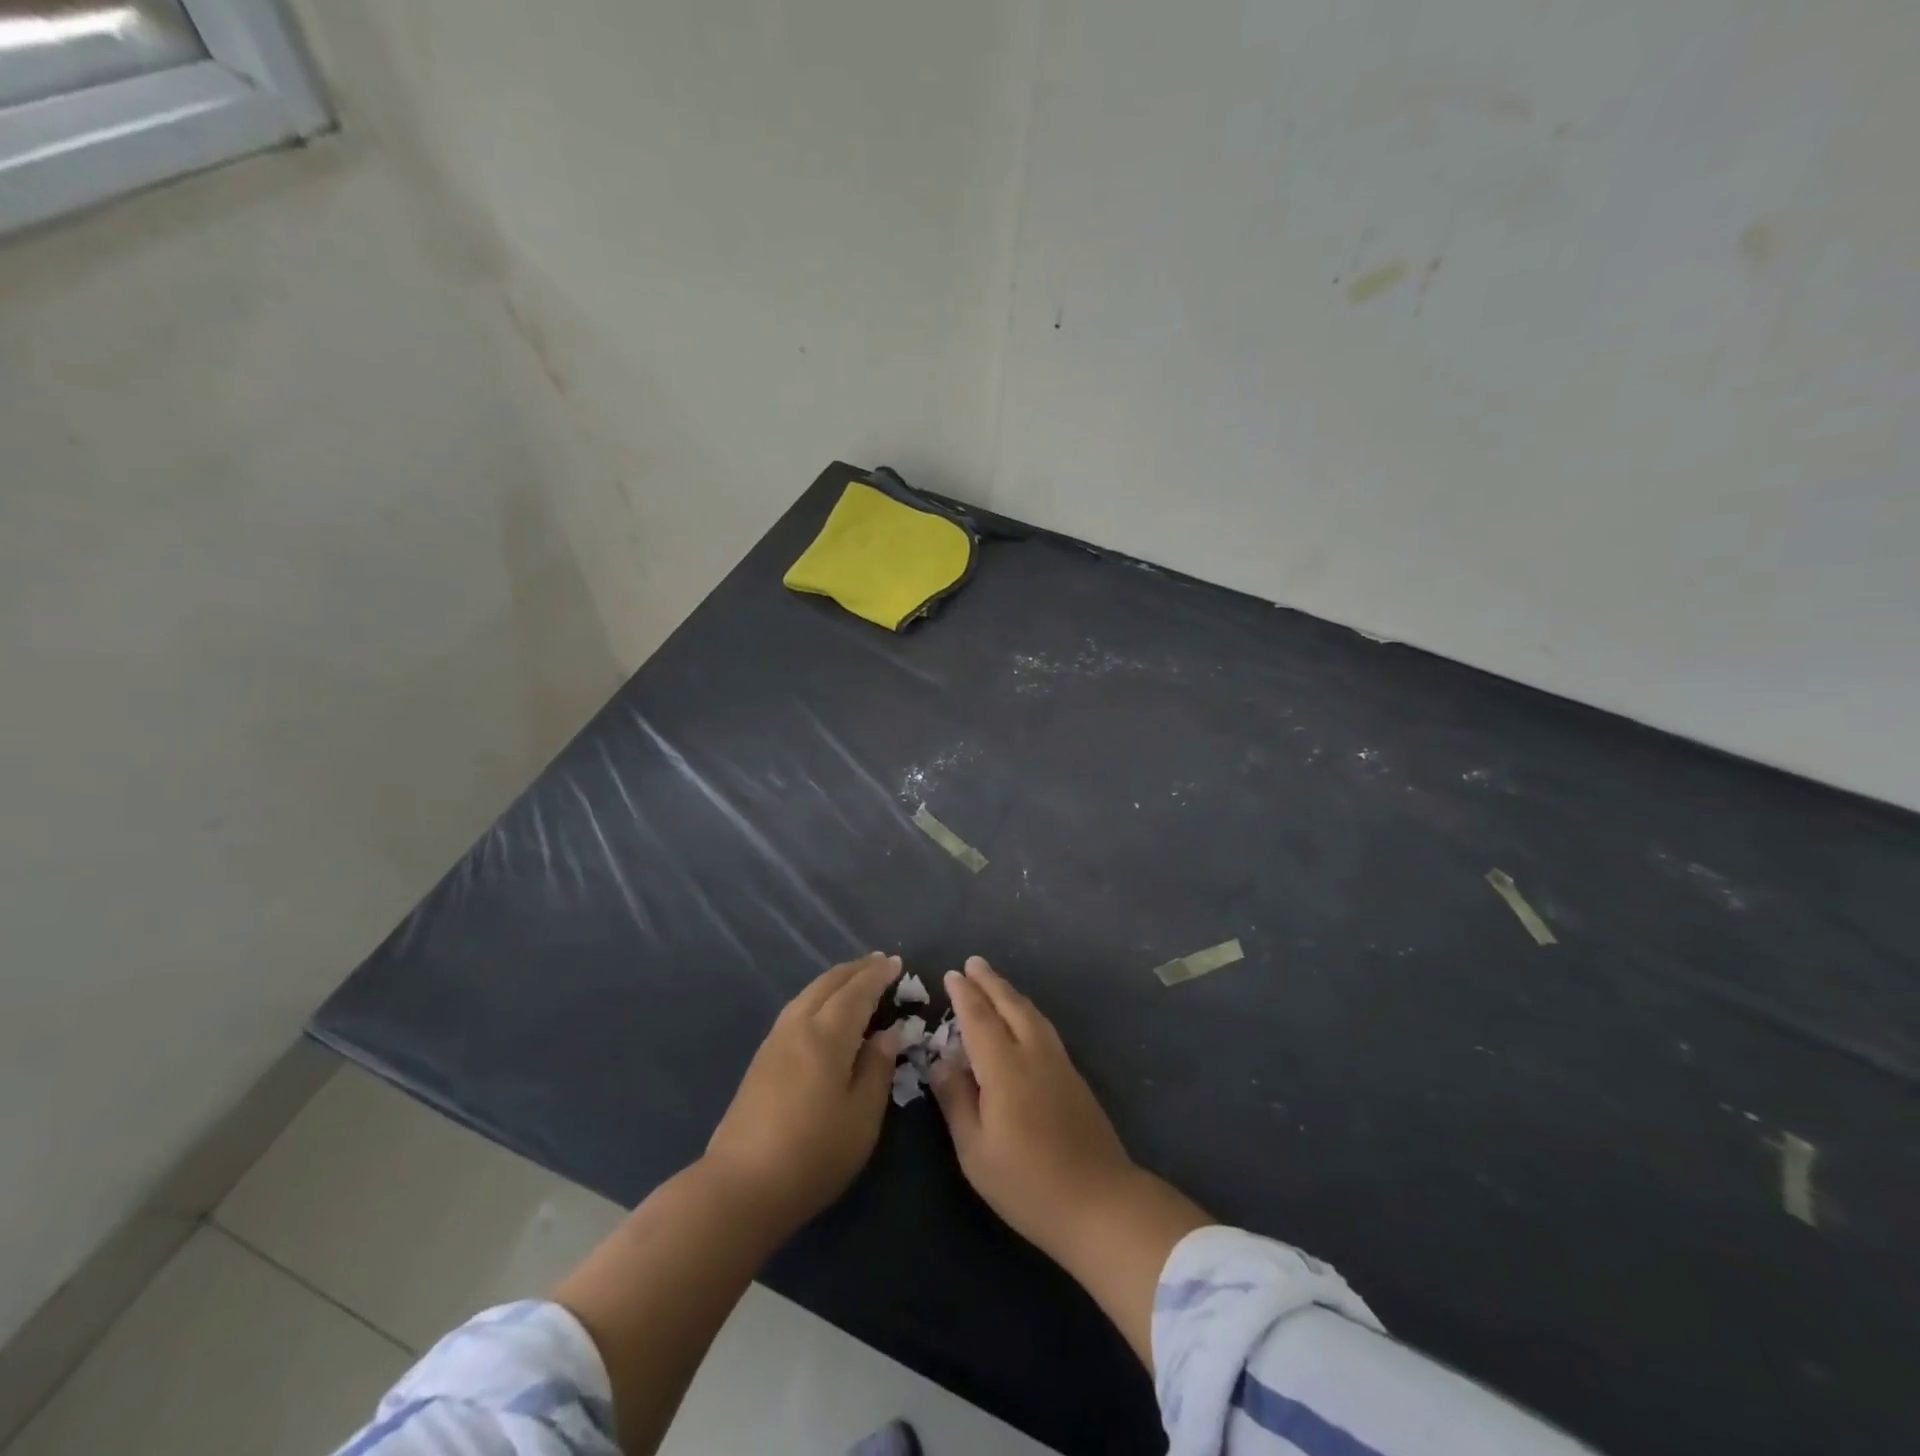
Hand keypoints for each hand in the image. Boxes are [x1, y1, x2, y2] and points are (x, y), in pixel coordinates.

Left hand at [705, 953, 901, 1233]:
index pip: (857, 991)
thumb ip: (877, 1068)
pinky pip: (797, 1008)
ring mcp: (775, 1041)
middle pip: (829, 983)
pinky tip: (824, 1011)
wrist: (741, 1186)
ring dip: (835, 980)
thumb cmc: (813, 1153)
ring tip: (855, 980)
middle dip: (856, 969)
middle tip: (880, 962)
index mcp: (827, 1035)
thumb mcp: (862, 1117)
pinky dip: (818, 997)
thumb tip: (889, 1032)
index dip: (878, 975)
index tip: (897, 962)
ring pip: (808, 993)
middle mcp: (798, 1026)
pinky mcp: (761, 1059)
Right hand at [931, 956, 1212, 1367]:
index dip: (964, 995)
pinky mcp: (1074, 1075)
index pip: (979, 1019)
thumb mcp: (976, 1151)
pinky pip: (1044, 1027)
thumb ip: (956, 1100)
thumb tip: (940, 1062)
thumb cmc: (1028, 1184)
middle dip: (990, 982)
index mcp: (1005, 1068)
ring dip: (1010, 993)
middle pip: (1010, 1006)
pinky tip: (1023, 1017)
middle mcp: (1033, 1054)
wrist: (1100, 1202)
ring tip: (994, 982)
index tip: (952, 974)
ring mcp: (1059, 1062)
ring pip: (1031, 1014)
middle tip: (973, 963)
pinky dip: (1026, 1011)